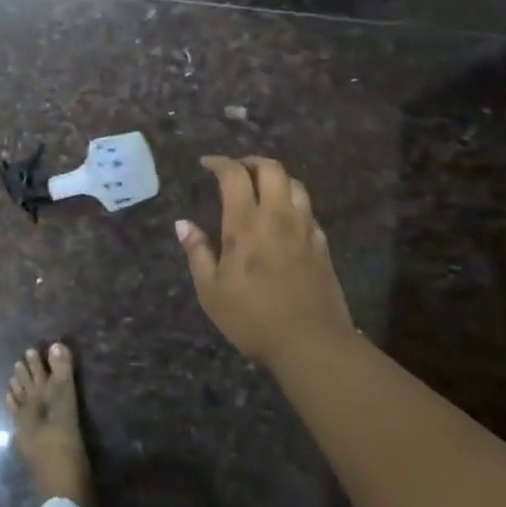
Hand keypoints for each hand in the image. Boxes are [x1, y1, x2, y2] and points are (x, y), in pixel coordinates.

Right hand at [176, 156, 353, 368]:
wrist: (312, 343)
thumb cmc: (253, 318)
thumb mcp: (211, 291)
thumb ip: (197, 252)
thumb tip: (183, 224)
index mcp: (246, 223)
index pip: (234, 175)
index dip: (219, 162)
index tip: (207, 164)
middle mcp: (278, 216)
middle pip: (271, 168)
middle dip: (251, 162)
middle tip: (236, 171)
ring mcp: (305, 228)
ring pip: (294, 184)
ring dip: (275, 178)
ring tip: (261, 189)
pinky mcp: (322, 244)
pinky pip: (307, 209)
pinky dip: (292, 202)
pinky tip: (283, 219)